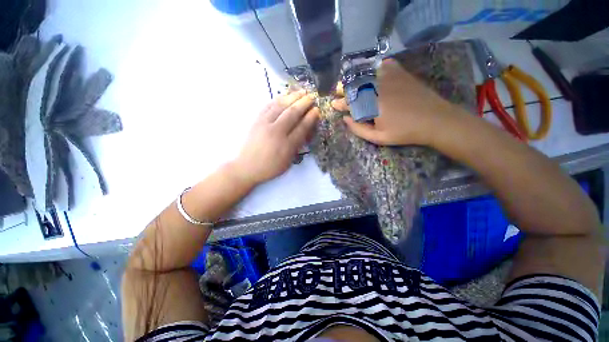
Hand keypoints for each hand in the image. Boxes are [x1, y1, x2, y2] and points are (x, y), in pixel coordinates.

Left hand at [234, 90, 318, 184]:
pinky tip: (284, 96)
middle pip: (292, 113)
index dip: (310, 118)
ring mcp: (264, 124)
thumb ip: (297, 146)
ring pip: (280, 106)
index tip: (317, 110)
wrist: (247, 167)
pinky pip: (268, 106)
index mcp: (286, 146)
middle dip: (304, 103)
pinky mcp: (256, 120)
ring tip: (301, 91)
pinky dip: (278, 99)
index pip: (301, 128)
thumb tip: (305, 131)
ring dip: (292, 97)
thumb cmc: (270, 167)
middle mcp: (276, 132)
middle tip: (312, 97)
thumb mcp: (288, 162)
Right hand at [332, 59, 455, 145]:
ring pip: (366, 73)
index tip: (333, 104)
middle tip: (338, 91)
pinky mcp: (401, 73)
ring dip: (355, 77)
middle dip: (343, 88)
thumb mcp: (378, 138)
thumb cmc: (404, 132)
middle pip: (355, 84)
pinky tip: (373, 71)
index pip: (349, 101)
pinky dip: (376, 67)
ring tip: (350, 81)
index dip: (340, 104)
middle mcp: (377, 87)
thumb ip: (359, 129)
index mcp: (370, 104)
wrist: (435, 120)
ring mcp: (390, 78)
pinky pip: (384, 65)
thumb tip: (345, 119)